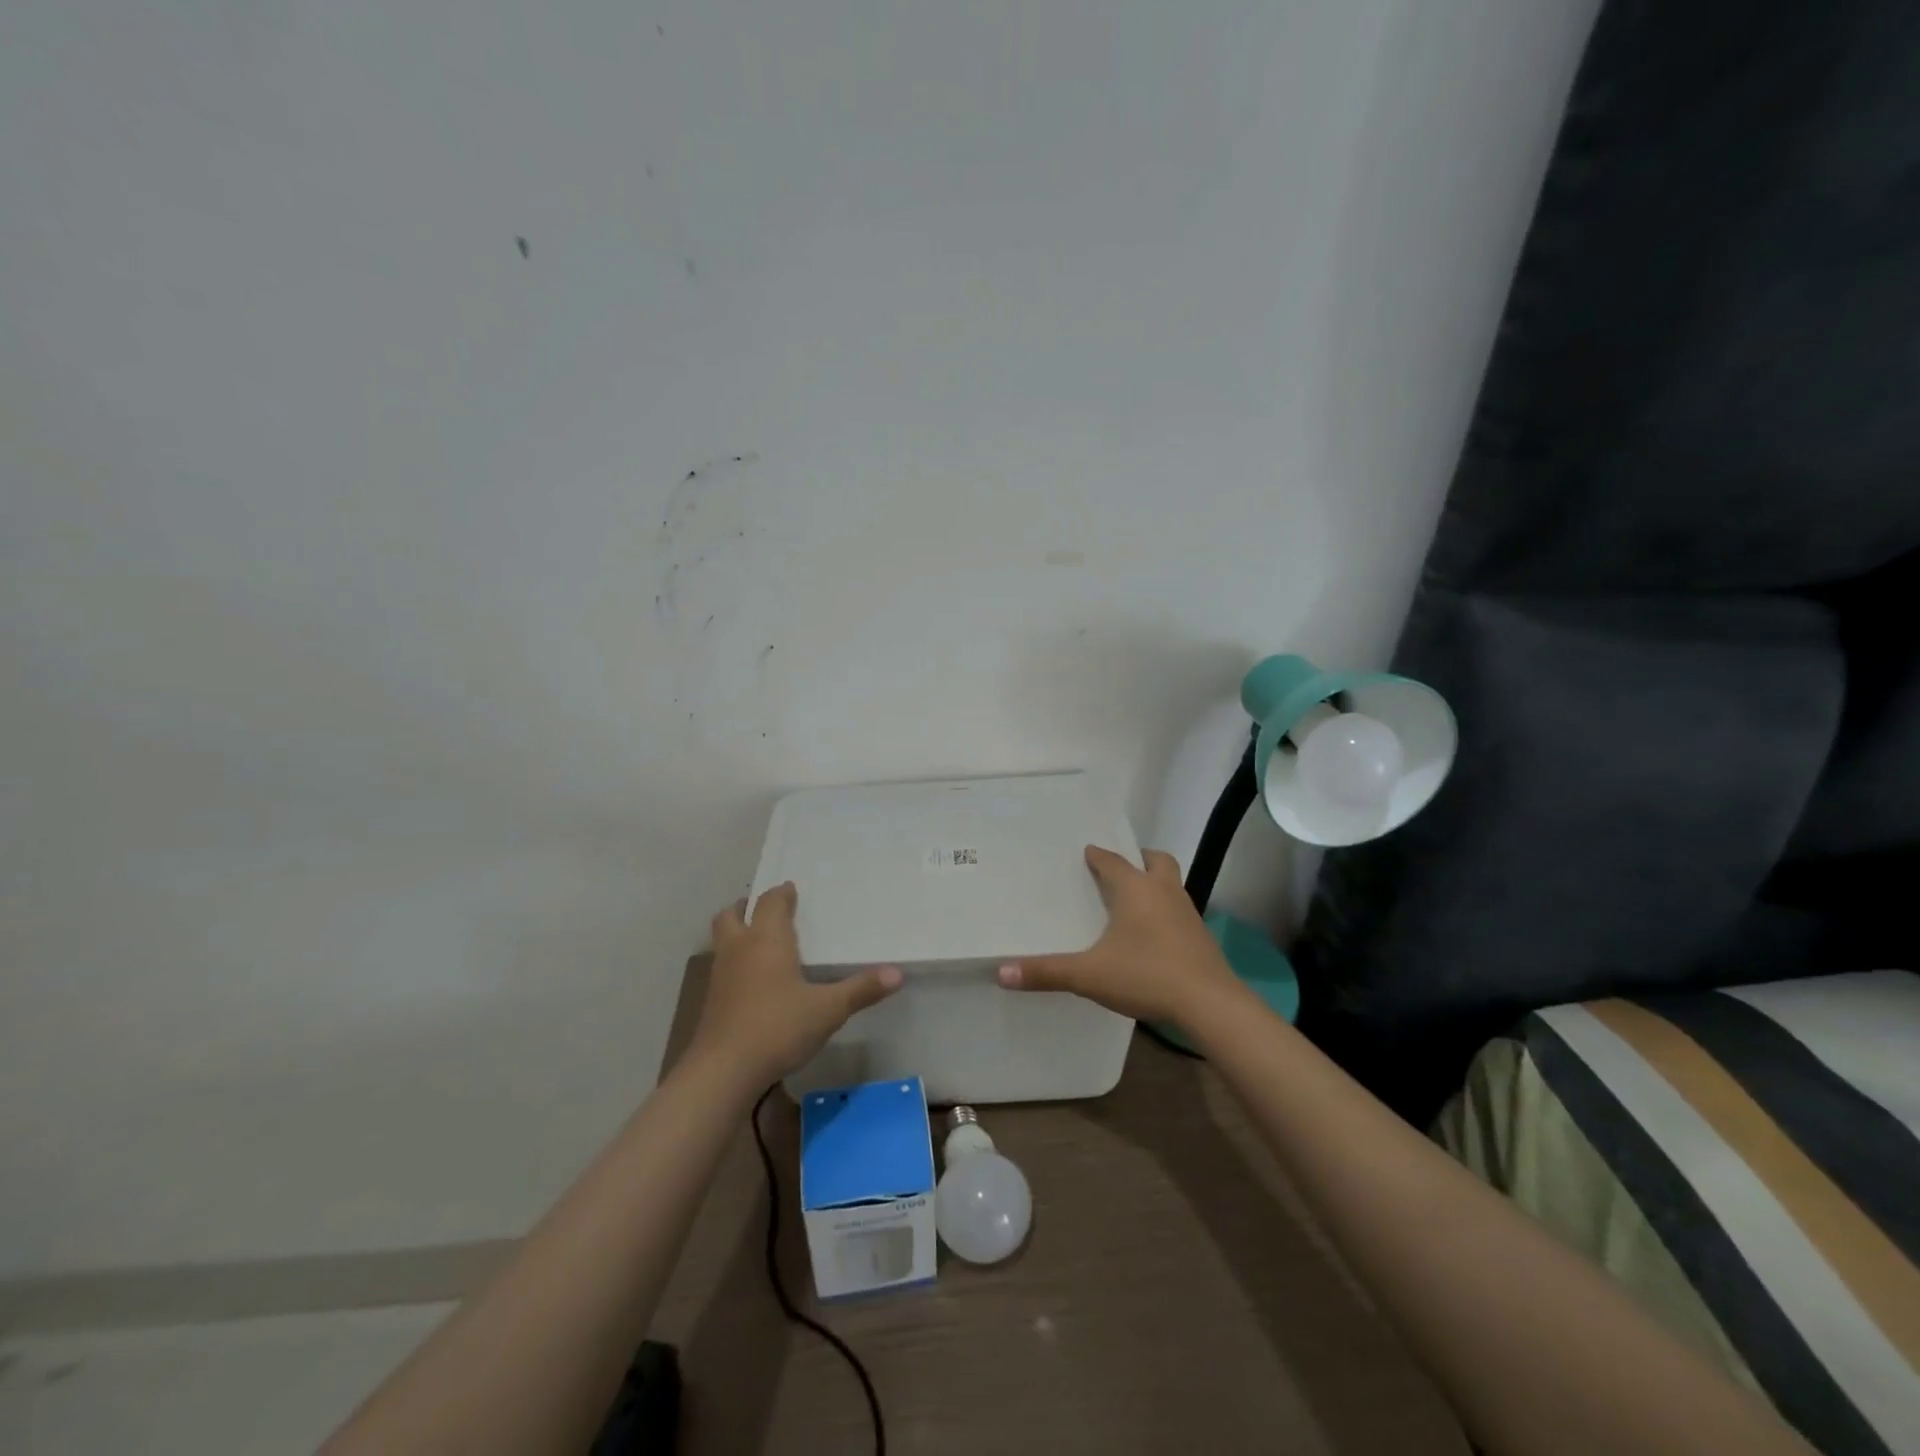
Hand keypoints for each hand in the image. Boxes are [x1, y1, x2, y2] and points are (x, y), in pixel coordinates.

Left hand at [691, 882, 901, 1085]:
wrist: (723, 1072)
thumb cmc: (778, 1027)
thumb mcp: (828, 1010)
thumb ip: (861, 989)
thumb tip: (897, 973)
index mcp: (766, 940)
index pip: (770, 903)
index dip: (781, 894)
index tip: (792, 889)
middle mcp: (739, 949)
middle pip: (732, 915)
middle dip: (746, 908)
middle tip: (766, 911)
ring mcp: (720, 977)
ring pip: (723, 942)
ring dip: (737, 934)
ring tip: (760, 943)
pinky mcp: (712, 1003)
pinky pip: (722, 969)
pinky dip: (735, 964)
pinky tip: (754, 983)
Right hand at [996, 845, 1241, 1025]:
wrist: (1210, 1004)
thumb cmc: (1146, 975)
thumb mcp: (1089, 975)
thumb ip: (1046, 972)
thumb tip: (1001, 972)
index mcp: (1135, 889)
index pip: (1112, 861)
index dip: (1097, 856)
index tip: (1086, 853)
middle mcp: (1164, 892)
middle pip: (1157, 861)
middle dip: (1139, 859)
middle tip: (1121, 870)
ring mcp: (1188, 913)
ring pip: (1172, 885)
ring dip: (1155, 886)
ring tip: (1134, 903)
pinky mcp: (1201, 938)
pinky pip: (1180, 912)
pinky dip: (1166, 913)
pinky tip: (1153, 937)